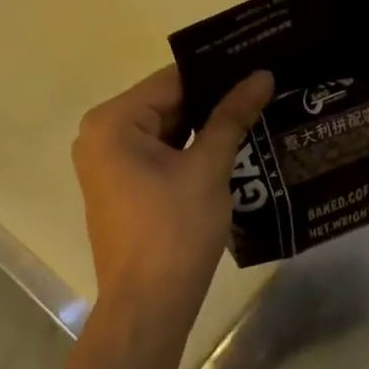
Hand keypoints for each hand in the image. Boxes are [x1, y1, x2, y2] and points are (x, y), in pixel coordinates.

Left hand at [73, 64, 272, 324]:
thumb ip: (232, 117)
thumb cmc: (174, 231)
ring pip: (168, 132)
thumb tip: (262, 75)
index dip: (218, 71)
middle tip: (266, 87)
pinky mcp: (123, 188)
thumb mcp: (208, 168)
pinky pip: (162, 156)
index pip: (173, 80)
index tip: (259, 63)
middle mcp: (102, 136)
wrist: (149, 306)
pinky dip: (193, 152)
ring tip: (259, 111)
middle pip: (168, 104)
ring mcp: (110, 164)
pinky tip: (235, 146)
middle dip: (215, 101)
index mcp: (113, 122)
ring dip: (207, 128)